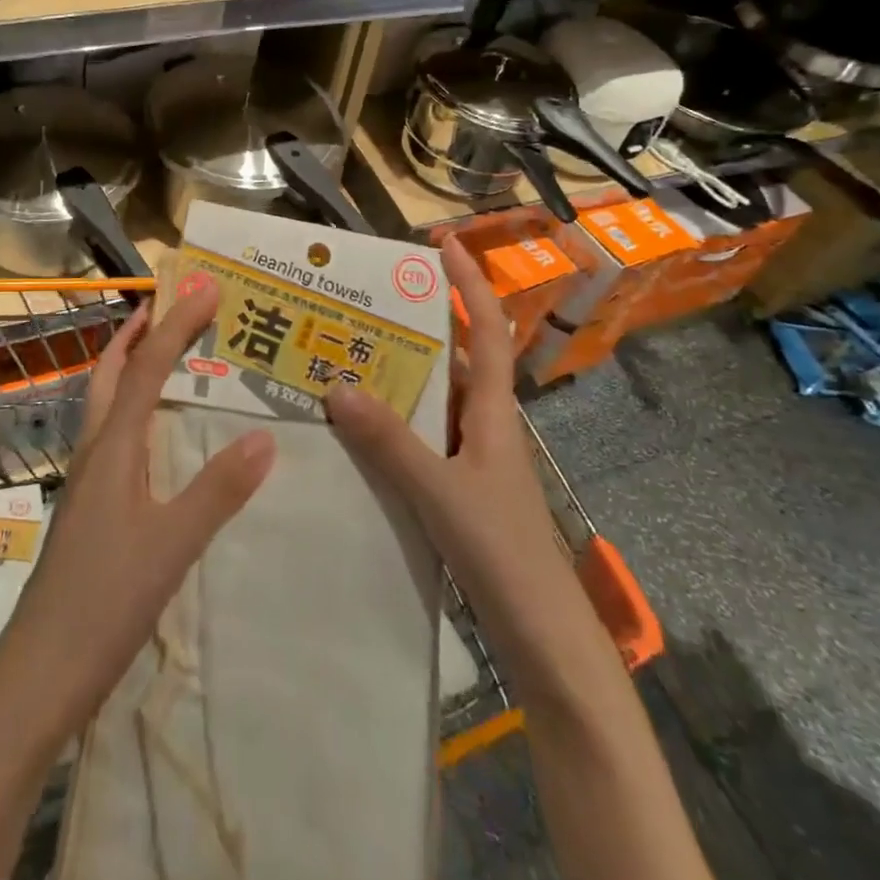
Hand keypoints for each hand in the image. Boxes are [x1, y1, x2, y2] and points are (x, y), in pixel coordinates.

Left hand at [0, 278, 275, 748]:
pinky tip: (154, 433)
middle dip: (137, 333)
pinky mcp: (90, 509)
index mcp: (113, 449)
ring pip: (104, 404)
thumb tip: (266, 434)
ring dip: (130, 366)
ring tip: (162, 351)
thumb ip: (218, 489)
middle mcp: (95, 452)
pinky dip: (132, 409)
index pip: (146, 369)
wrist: (40, 673)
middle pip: (109, 374)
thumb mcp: (172, 545)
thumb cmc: (104, 603)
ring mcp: (87, 482)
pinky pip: (113, 436)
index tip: (206, 287)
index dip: (176, 324)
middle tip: (168, 303)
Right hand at [324, 239, 556, 637]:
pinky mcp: (460, 487)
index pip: (487, 329)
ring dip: (399, 375)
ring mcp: (473, 457)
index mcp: (494, 411)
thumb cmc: (502, 552)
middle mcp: (485, 423)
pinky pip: (422, 436)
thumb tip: (336, 386)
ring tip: (345, 355)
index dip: (470, 283)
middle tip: (364, 303)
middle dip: (417, 324)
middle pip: (454, 358)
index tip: (444, 243)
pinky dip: (393, 422)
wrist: (542, 635)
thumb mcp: (441, 491)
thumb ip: (390, 442)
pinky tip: (356, 428)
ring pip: (434, 399)